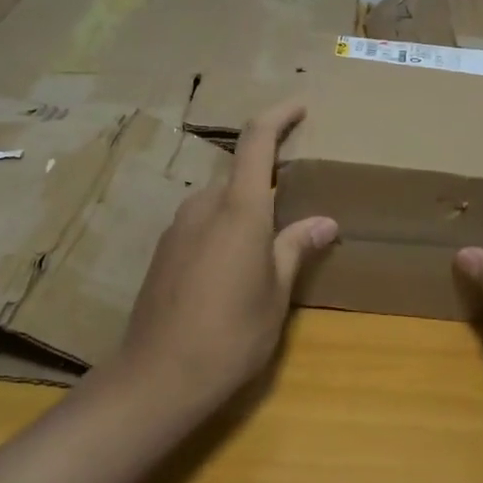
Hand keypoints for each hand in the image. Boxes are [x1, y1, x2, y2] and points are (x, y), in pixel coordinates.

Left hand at [111, 102, 337, 412]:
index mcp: (239, 208)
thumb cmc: (231, 334)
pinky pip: (201, 223)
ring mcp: (178, 227)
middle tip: (296, 204)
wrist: (157, 377)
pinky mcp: (163, 250)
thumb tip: (325, 222)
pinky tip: (232, 268)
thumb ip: (296, 248)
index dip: (279, 116)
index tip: (300, 106)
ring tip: (266, 245)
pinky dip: (223, 229)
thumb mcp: (276, 294)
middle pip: (239, 174)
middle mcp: (204, 205)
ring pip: (219, 200)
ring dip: (245, 209)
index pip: (257, 141)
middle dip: (267, 180)